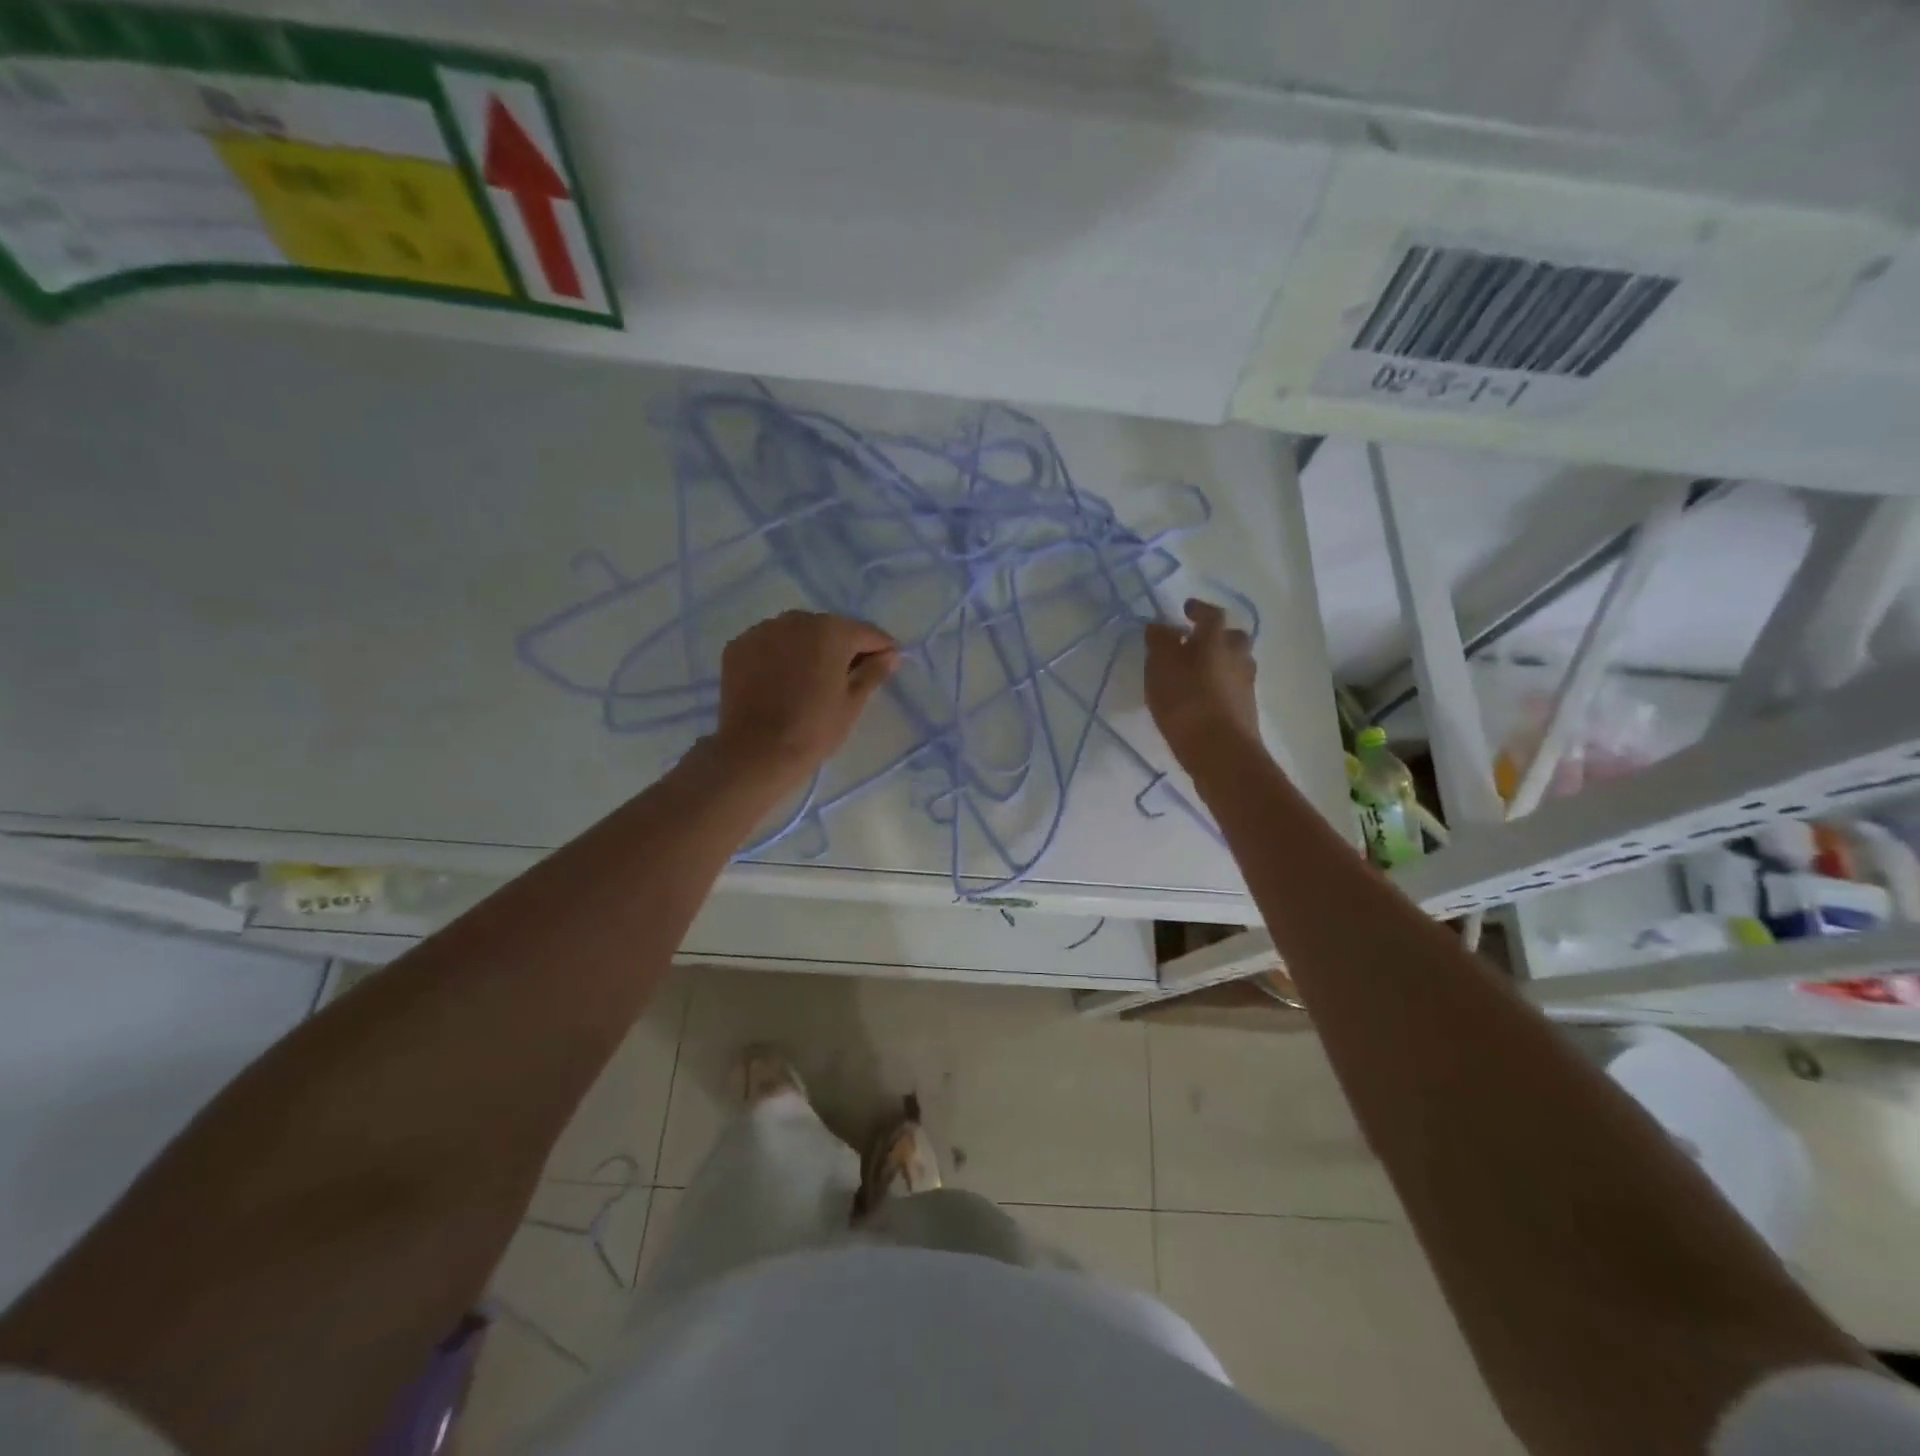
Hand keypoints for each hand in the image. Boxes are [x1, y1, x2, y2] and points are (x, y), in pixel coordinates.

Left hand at [712, 611, 897, 781]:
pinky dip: (779, 655)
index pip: (866, 633)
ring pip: (797, 633)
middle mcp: (796, 620)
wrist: (756, 752)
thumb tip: (891, 655)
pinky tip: (781, 680)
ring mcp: (763, 631)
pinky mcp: (738, 646)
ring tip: (811, 678)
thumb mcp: (852, 703)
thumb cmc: (814, 730)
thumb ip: (873, 673)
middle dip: (842, 647)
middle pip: (830, 628)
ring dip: (808, 648)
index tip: (887, 663)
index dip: (881, 649)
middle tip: (848, 675)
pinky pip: (769, 644)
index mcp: (831, 631)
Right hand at [1145, 599, 1261, 768]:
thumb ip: (1159, 643)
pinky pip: (1233, 686)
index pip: (1212, 615)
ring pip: (1235, 663)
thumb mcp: (1161, 669)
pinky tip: (1203, 697)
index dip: (1199, 609)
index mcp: (1217, 641)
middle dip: (1215, 636)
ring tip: (1196, 673)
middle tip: (1195, 642)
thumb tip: (1160, 626)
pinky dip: (1220, 684)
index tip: (1186, 609)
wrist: (1221, 753)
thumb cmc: (1187, 704)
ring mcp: (1246, 684)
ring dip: (1219, 662)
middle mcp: (1238, 657)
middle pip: (1232, 638)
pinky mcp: (1247, 709)